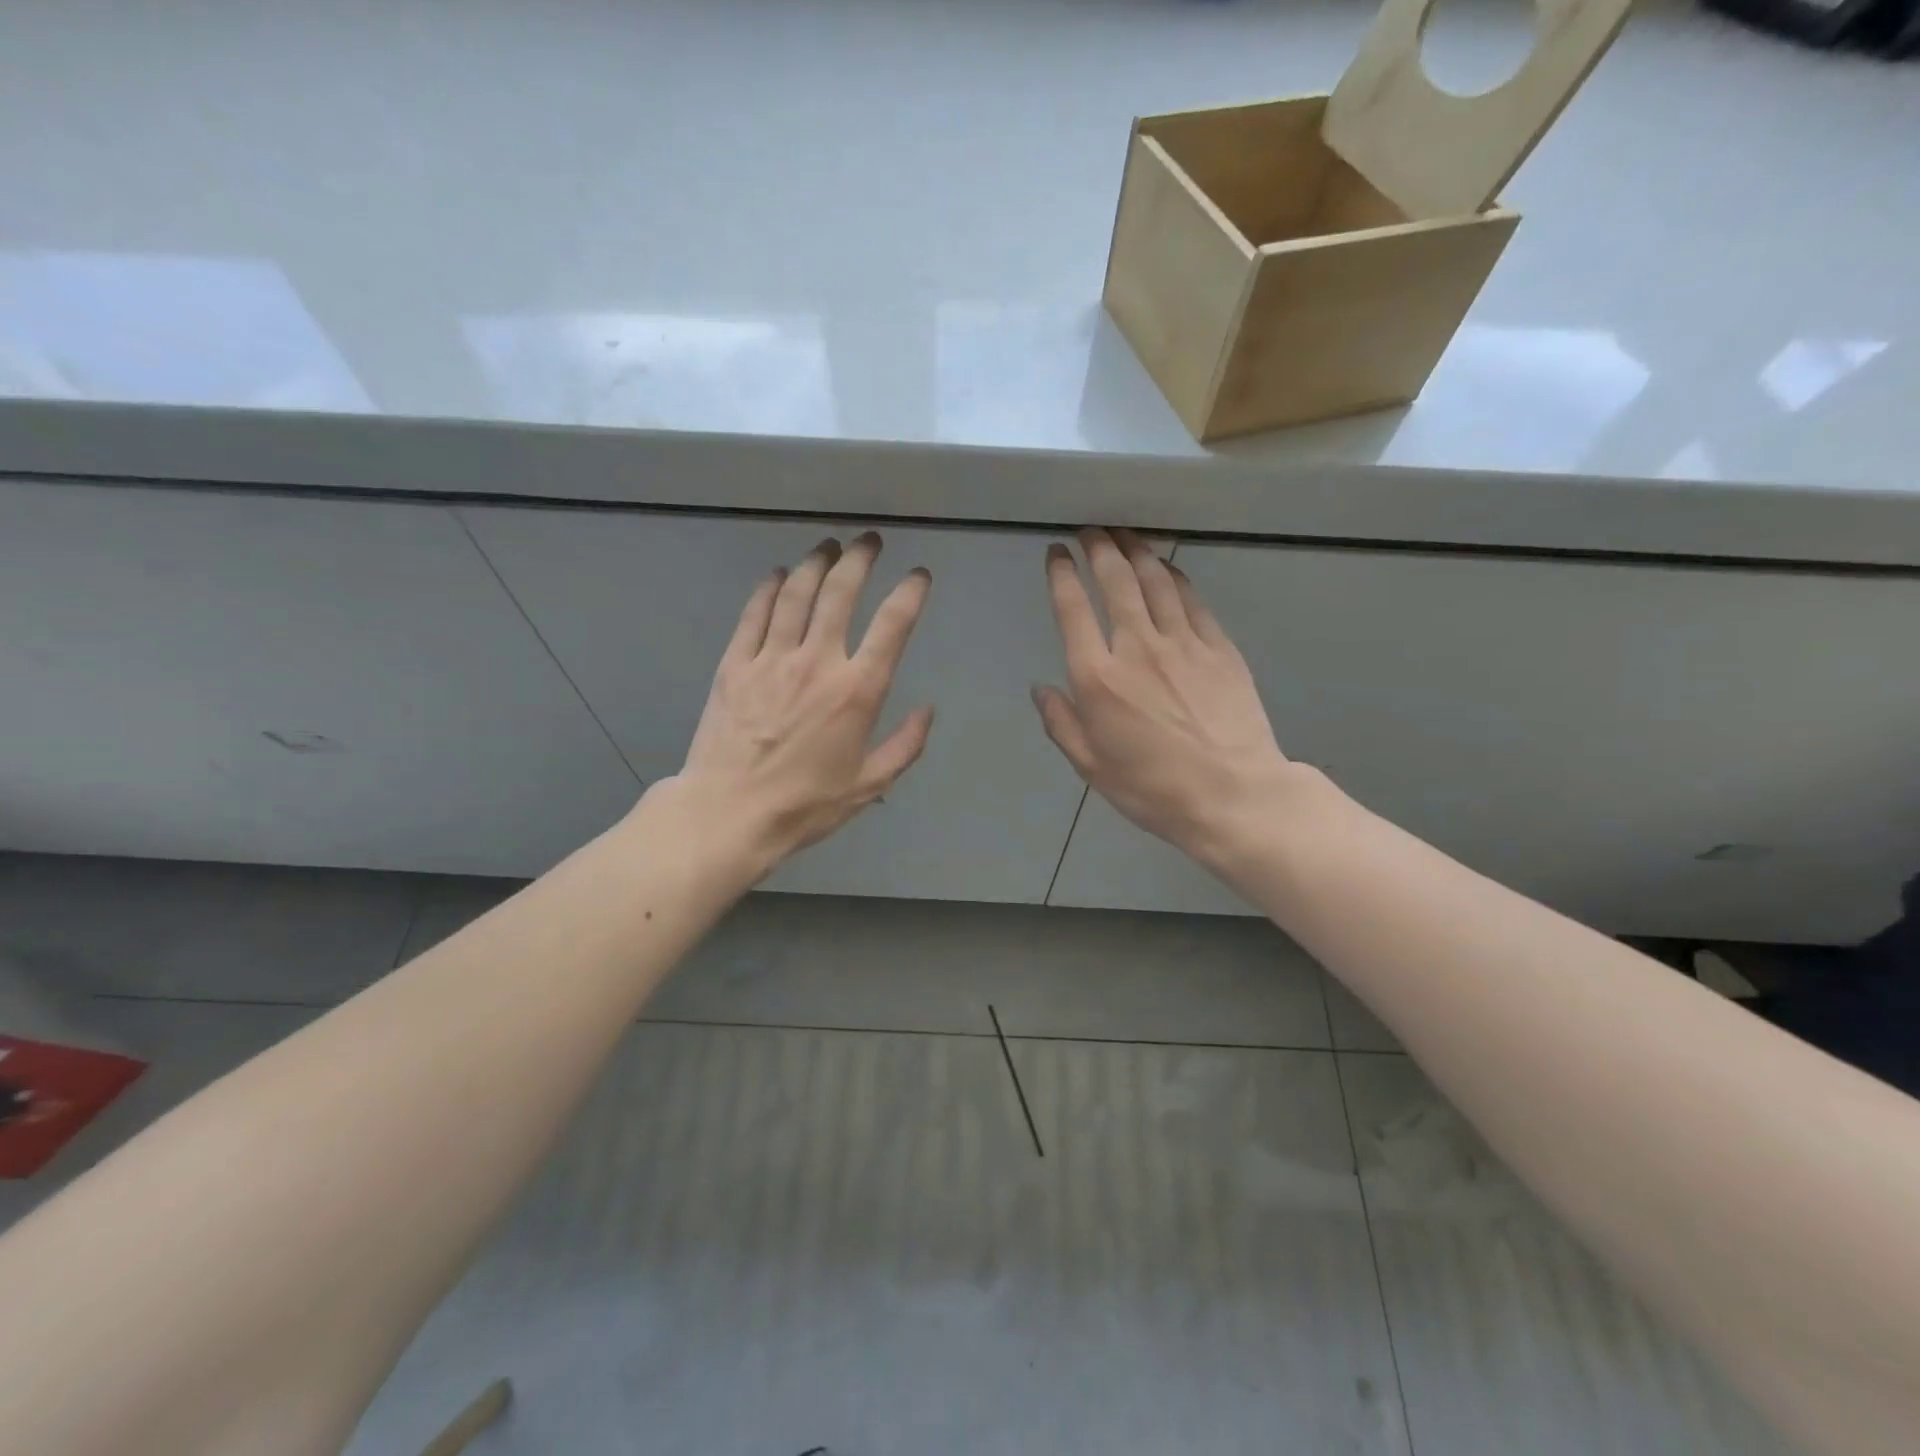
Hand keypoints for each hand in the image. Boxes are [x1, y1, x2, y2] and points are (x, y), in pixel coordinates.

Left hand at [665, 531, 933, 870]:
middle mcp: (817, 662)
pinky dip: (769, 588)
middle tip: (869, 541)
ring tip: (828, 547)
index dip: (910, 593)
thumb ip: (905, 745)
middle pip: (840, 592)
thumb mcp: (869, 785)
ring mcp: (771, 658)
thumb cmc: (805, 805)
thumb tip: (927, 710)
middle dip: (859, 558)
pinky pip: (754, 613)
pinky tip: (779, 575)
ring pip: (796, 593)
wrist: (729, 813)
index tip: (918, 576)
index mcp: (856, 691)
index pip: (892, 625)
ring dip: (816, 563)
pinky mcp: (735, 664)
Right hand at [1033, 528, 1300, 865]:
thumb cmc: (1153, 788)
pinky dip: (1175, 577)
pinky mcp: (1219, 648)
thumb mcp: (1091, 766)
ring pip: (1156, 580)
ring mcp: (1183, 643)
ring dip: (1136, 551)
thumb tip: (1041, 689)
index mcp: (1098, 678)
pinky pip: (1193, 600)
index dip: (1061, 574)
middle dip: (1099, 548)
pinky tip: (1167, 568)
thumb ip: (1061, 723)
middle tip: (1090, 532)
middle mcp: (1137, 647)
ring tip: (1124, 535)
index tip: (1056, 554)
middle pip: (1116, 581)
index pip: (1073, 610)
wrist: (1233, 795)